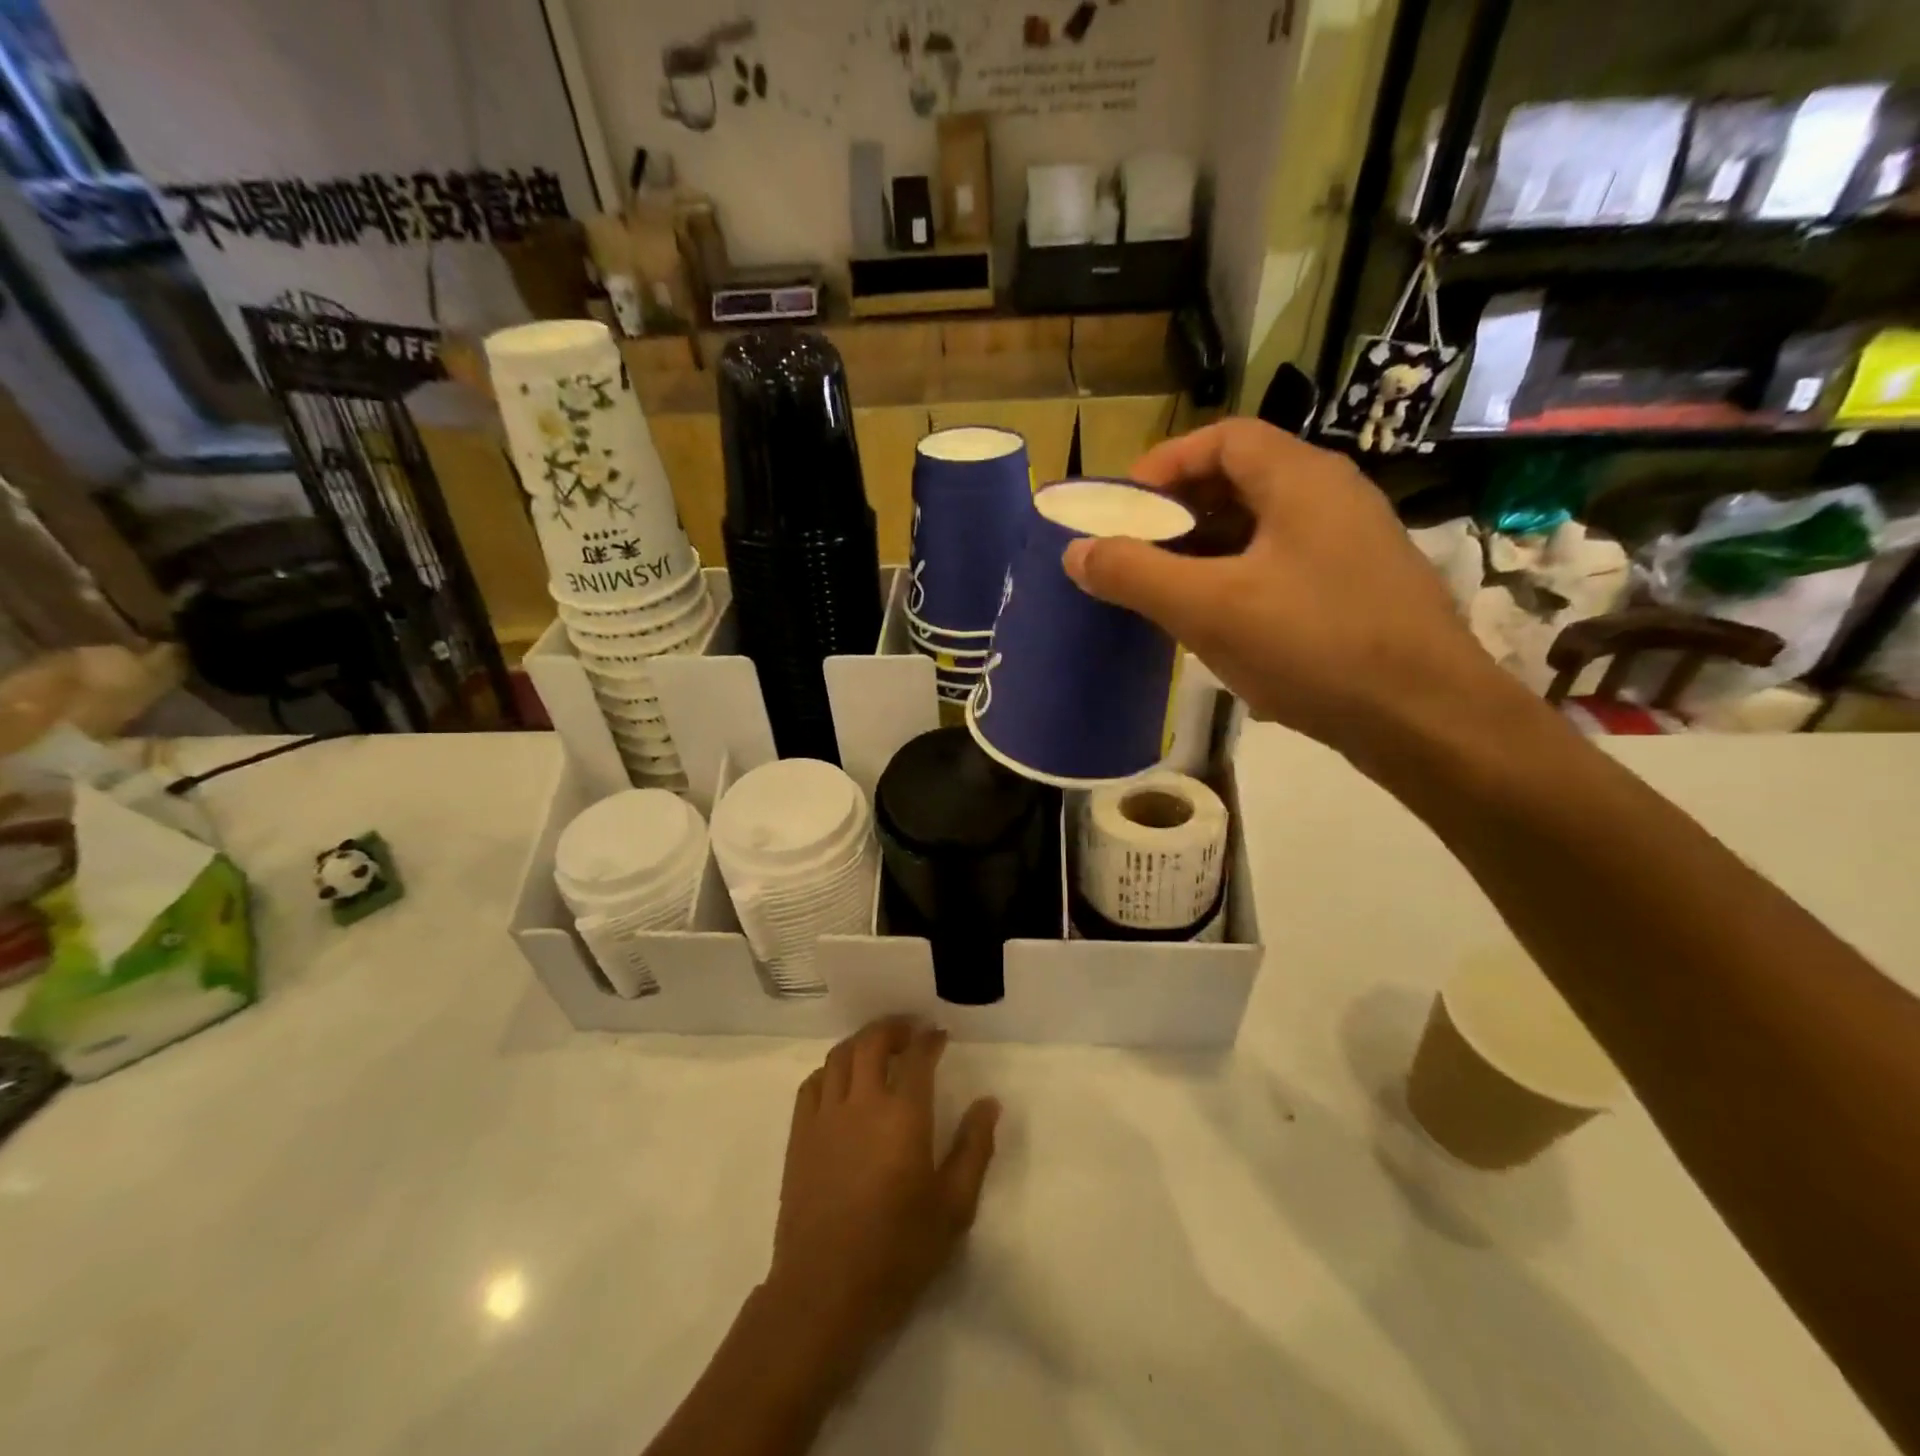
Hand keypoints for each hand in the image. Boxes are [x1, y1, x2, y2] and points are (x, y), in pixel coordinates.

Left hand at [765, 1018, 999, 1381]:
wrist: (825, 1291)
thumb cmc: (897, 1251)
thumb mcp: (953, 1207)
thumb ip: (974, 1148)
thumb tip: (989, 1102)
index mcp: (904, 1115)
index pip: (918, 1057)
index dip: (930, 1039)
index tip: (939, 1035)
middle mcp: (862, 1102)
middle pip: (873, 1042)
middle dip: (894, 1027)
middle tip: (910, 1030)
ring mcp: (825, 1116)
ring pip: (840, 1055)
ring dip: (861, 1041)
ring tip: (877, 1046)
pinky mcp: (799, 1135)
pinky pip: (812, 1083)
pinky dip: (830, 1069)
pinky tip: (840, 1080)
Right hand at [1063, 419, 1507, 755]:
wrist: (1426, 718)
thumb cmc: (1315, 646)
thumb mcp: (1210, 609)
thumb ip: (1136, 575)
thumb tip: (1075, 552)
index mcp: (1301, 479)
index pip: (1223, 438)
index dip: (1165, 464)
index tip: (1123, 509)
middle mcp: (1332, 497)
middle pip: (1240, 480)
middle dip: (1179, 512)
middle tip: (1136, 552)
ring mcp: (1350, 545)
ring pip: (1260, 527)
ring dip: (1206, 549)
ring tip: (1165, 590)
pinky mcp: (1355, 589)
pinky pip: (1281, 564)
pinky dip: (1237, 578)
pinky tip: (1217, 622)